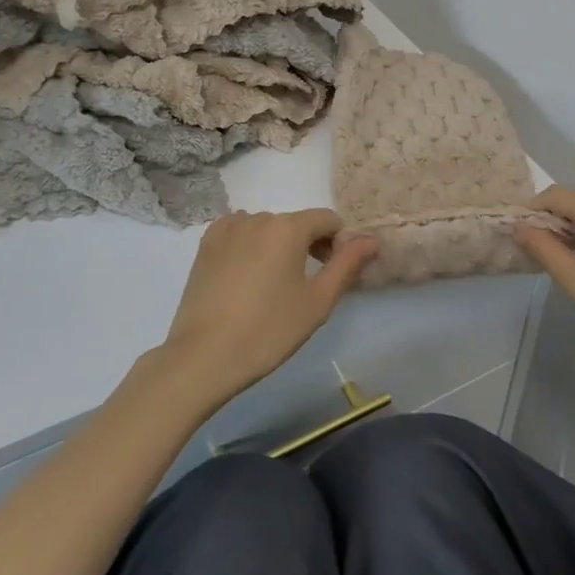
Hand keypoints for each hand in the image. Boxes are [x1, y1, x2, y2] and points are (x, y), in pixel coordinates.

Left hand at [156, 209, 376, 410]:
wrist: (203, 356)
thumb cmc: (268, 330)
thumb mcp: (317, 302)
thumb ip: (347, 265)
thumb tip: (372, 240)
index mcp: (288, 228)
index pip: (327, 220)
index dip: (338, 244)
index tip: (332, 274)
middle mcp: (258, 218)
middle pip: (296, 224)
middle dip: (308, 246)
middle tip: (306, 287)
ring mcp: (227, 229)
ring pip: (266, 229)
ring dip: (277, 247)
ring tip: (272, 286)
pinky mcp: (205, 245)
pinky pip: (238, 233)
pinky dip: (249, 246)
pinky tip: (245, 277)